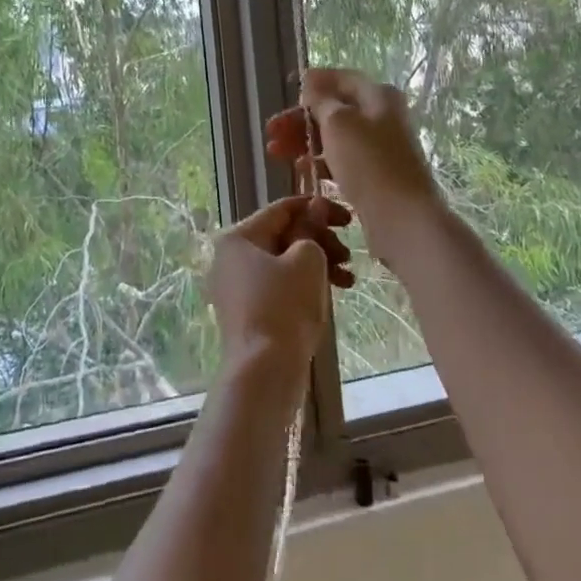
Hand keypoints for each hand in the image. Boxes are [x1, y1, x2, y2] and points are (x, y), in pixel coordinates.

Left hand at [207, 194, 353, 374]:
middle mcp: (231, 258)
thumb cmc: (284, 306)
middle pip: (283, 236)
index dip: (318, 208)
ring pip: (285, 263)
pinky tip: (333, 294)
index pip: (283, 209)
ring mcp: (237, 287)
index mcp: (238, 237)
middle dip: (321, 241)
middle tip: (349, 254)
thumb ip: (312, 228)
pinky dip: (305, 285)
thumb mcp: (307, 259)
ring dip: (319, 264)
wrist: (264, 372)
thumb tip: (314, 209)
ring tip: (348, 279)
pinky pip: (280, 286)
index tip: (348, 217)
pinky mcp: (248, 312)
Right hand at [264, 68, 445, 259]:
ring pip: (334, 137)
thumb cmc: (369, 163)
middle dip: (300, 119)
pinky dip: (319, 162)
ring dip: (304, 142)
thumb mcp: (338, 122)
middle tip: (271, 132)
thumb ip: (321, 100)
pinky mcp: (374, 175)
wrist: (402, 217)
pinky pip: (341, 161)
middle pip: (334, 110)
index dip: (314, 83)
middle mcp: (381, 117)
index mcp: (378, 96)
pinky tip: (300, 171)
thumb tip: (311, 81)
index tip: (288, 91)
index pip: (341, 79)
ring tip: (274, 153)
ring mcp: (379, 148)